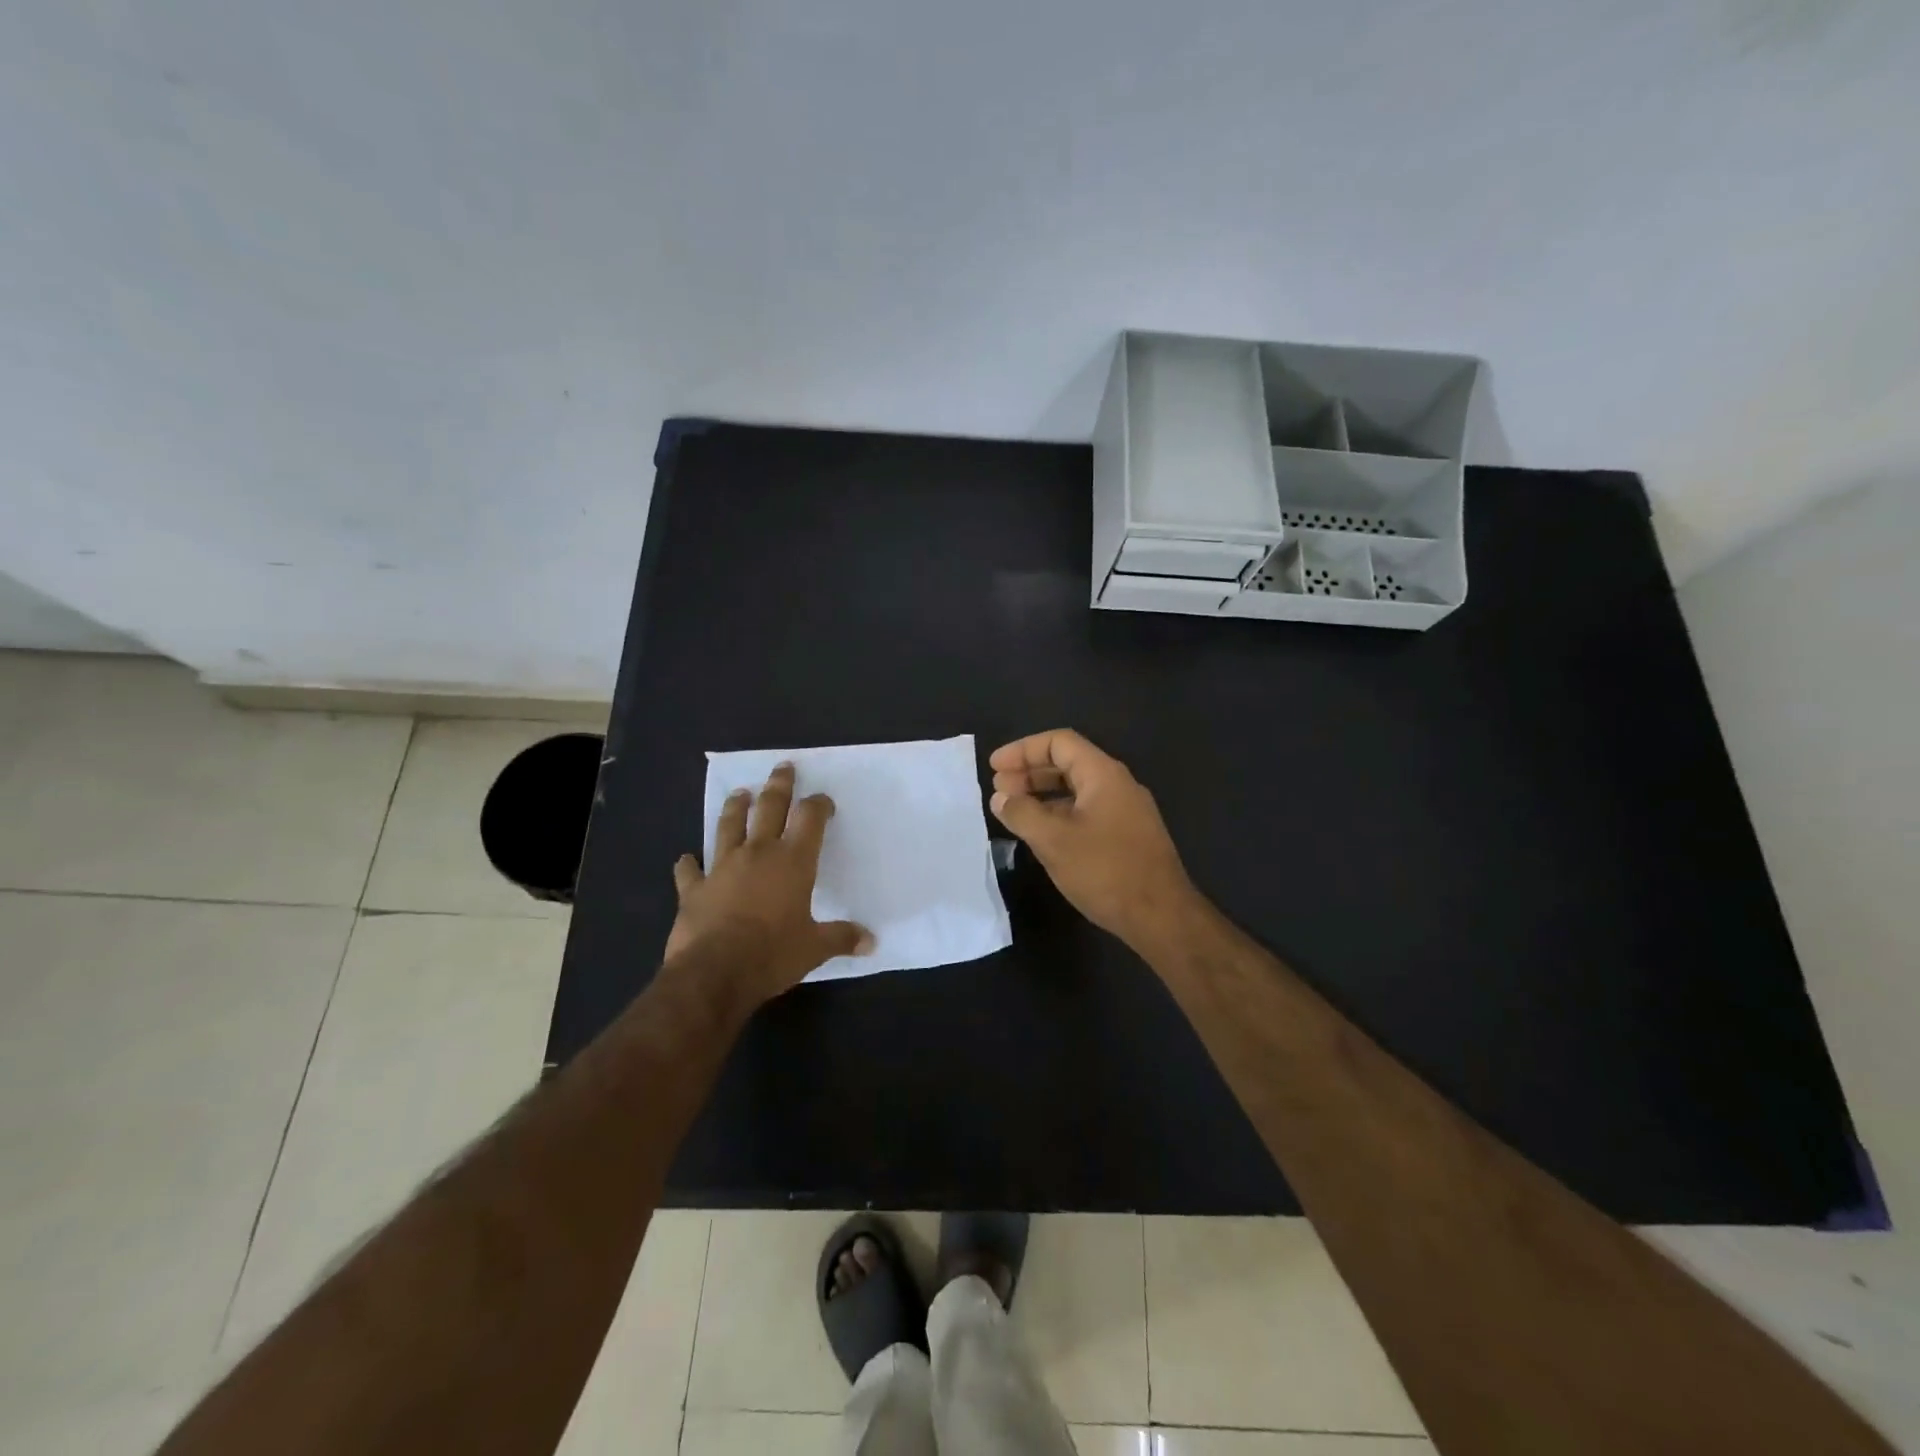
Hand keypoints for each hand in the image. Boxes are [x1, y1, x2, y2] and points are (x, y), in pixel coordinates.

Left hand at [663, 763, 873, 1010]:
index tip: (824, 801)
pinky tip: (686, 858)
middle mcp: (758, 854)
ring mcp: (722, 868)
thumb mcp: (814, 949)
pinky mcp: (695, 889)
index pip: (810, 818)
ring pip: (728, 826)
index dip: (819, 805)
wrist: (713, 973)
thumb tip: (871, 942)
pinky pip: (690, 871)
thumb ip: (841, 938)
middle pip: (769, 808)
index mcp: (793, 861)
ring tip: (740, 793)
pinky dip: (689, 864)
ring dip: (735, 807)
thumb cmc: (772, 955)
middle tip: (783, 767)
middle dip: (779, 786)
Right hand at [988, 730, 1199, 950]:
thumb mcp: (1053, 841)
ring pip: (1077, 791)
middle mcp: (1118, 785)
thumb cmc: (1105, 871)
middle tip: (999, 790)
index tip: (994, 767)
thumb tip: (1000, 798)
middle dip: (1030, 772)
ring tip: (1014, 811)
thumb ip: (1022, 814)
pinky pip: (1087, 812)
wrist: (1161, 917)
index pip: (1059, 743)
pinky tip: (1042, 834)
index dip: (1023, 750)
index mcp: (1103, 774)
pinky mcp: (1128, 836)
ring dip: (1043, 795)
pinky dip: (1059, 814)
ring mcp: (1126, 811)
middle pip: (1068, 763)